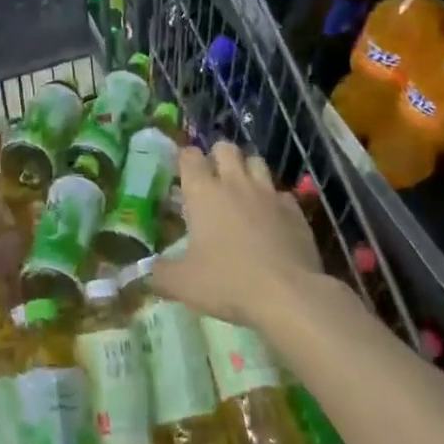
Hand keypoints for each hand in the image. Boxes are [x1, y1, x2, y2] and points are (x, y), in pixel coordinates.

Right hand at [151, 141, 319, 325]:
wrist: (288, 295)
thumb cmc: (227, 282)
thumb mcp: (183, 283)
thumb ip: (160, 273)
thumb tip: (148, 271)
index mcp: (203, 192)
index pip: (190, 156)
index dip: (184, 159)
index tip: (182, 172)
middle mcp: (235, 183)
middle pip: (225, 148)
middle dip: (217, 156)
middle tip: (212, 178)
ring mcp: (268, 194)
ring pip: (257, 162)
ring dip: (246, 170)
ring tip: (241, 190)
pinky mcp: (295, 210)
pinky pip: (281, 193)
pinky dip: (273, 200)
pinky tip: (270, 218)